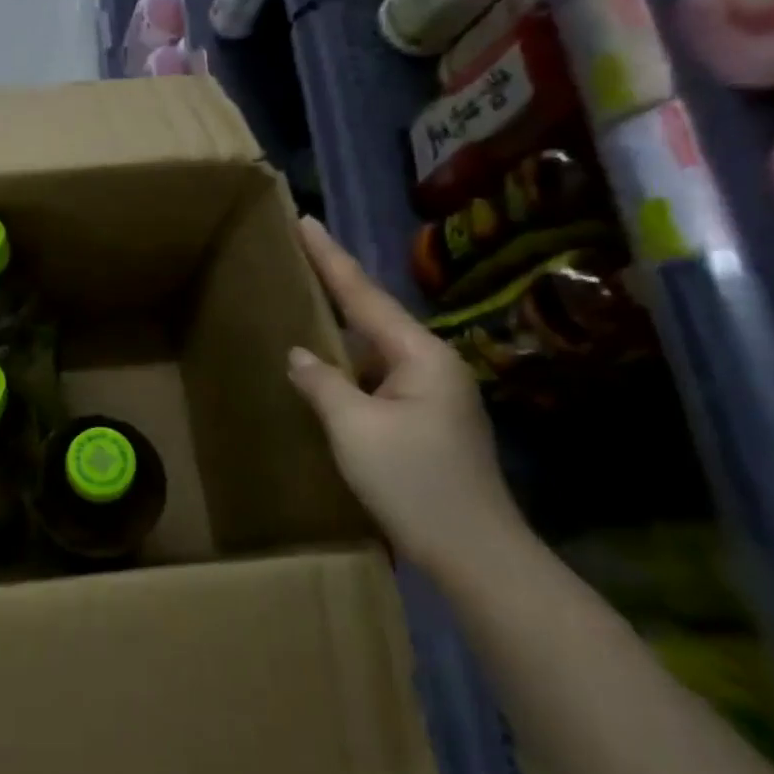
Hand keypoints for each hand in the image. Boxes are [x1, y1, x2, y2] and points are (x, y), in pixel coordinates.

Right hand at [286, 216, 526, 578]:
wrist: (474, 553)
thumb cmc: (414, 482)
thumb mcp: (354, 428)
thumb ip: (322, 383)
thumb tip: (299, 355)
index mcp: (421, 355)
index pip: (364, 295)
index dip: (330, 258)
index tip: (305, 220)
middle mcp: (432, 365)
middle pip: (373, 317)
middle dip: (336, 287)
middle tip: (298, 257)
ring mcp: (433, 395)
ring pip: (375, 352)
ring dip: (340, 333)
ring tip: (303, 308)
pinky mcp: (426, 421)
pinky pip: (378, 380)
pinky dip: (348, 370)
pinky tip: (324, 372)